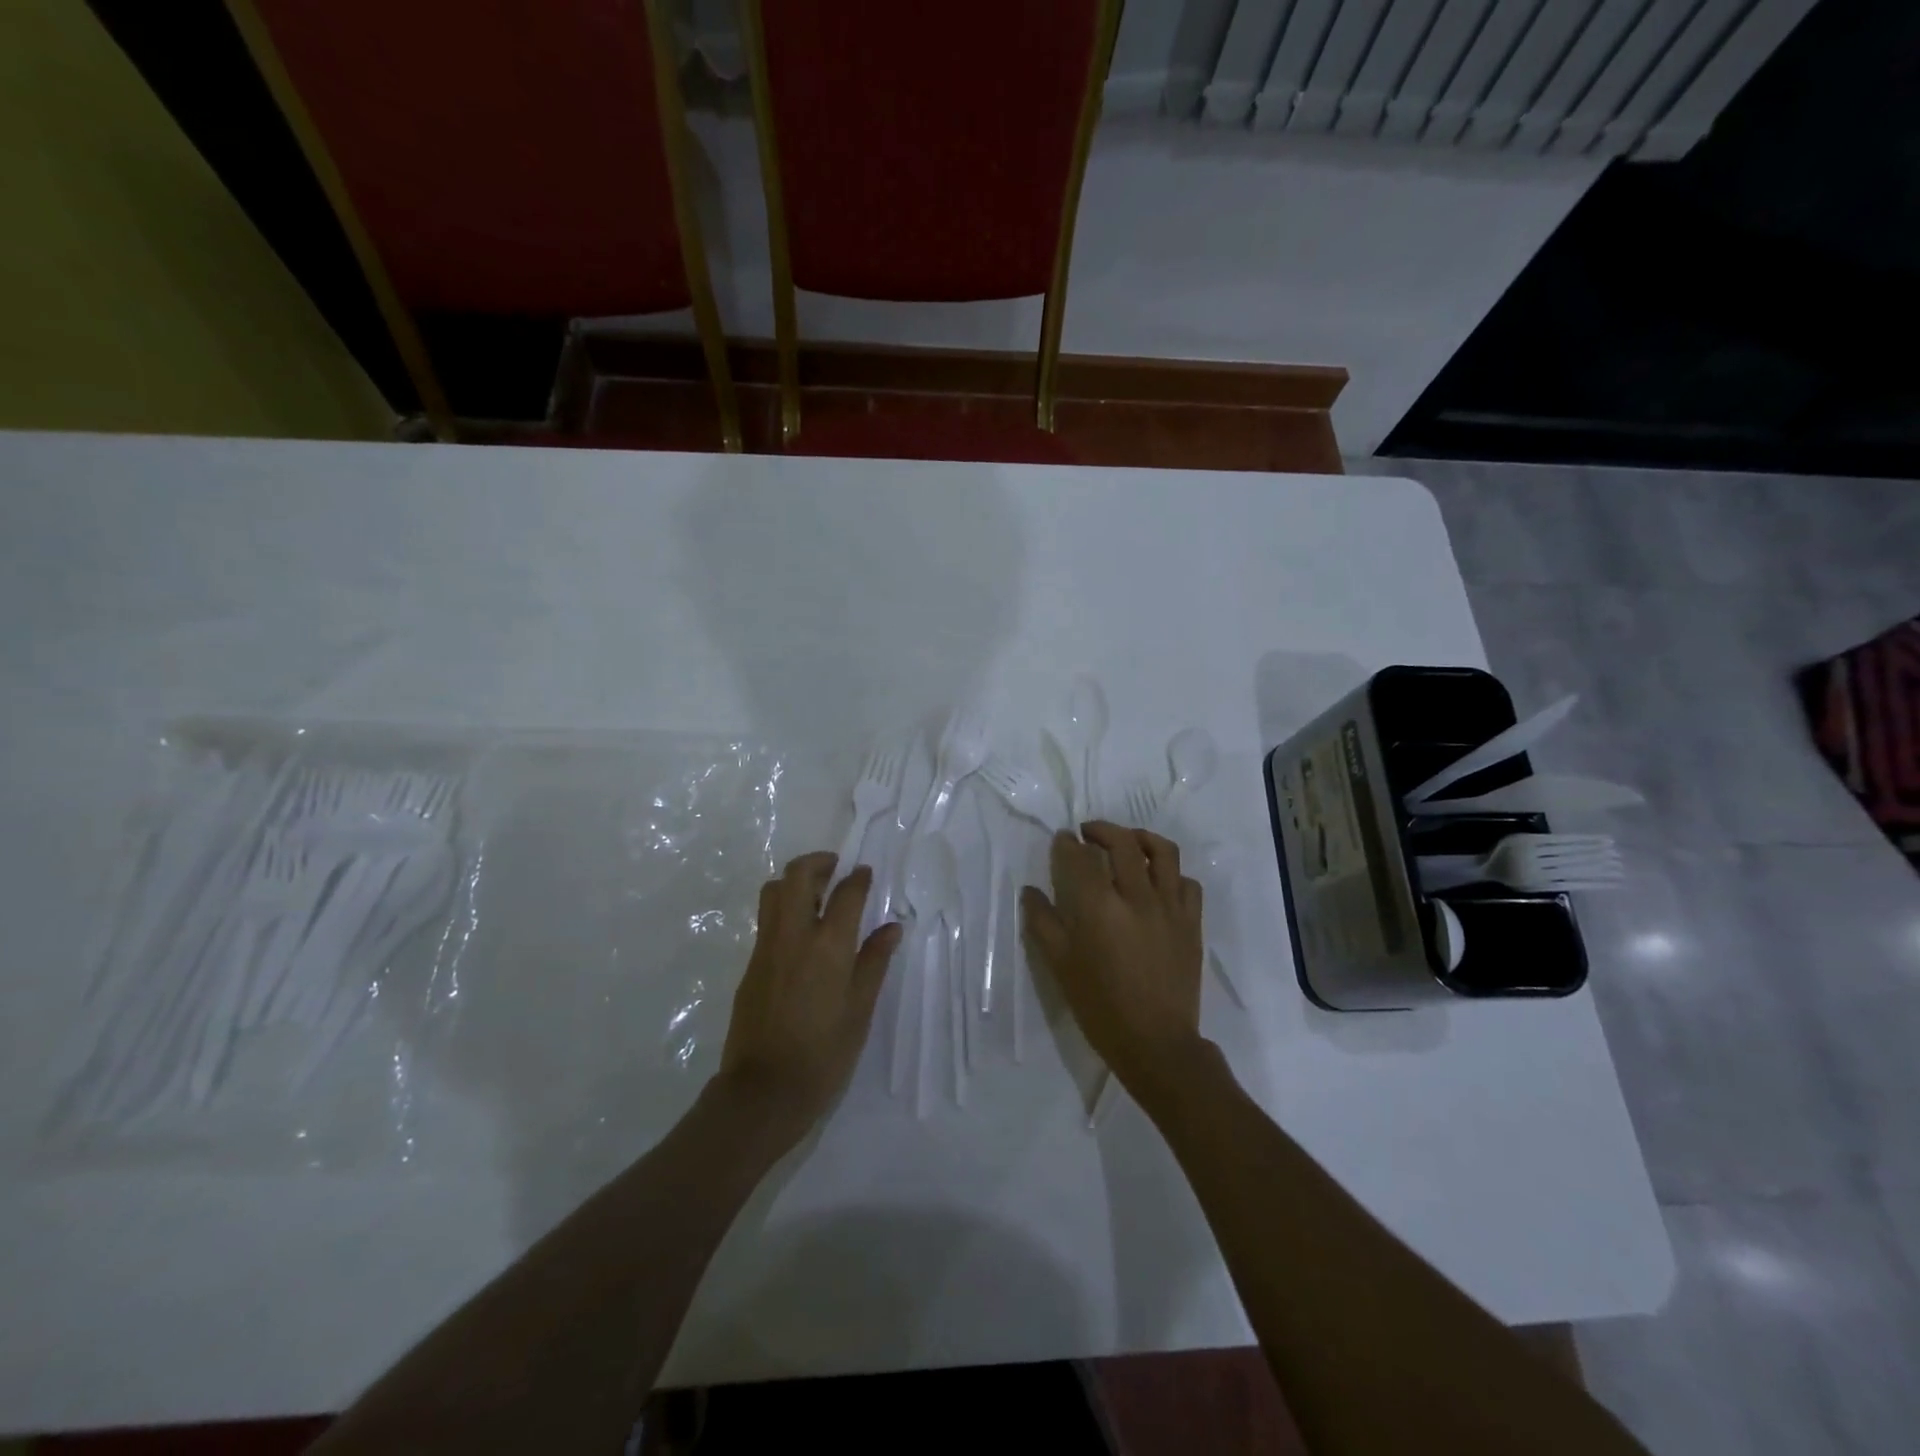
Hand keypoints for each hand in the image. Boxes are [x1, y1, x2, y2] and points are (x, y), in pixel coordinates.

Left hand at [719, 852, 902, 1140]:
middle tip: (836, 870)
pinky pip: (766, 920)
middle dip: (818, 862)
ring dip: (795, 882)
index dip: (859, 878)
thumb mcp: (860, 1009)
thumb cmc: (824, 1053)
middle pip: (798, 875)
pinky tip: (801, 935)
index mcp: (828, 945)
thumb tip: (891, 928)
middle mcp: (793, 936)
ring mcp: (766, 948)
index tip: (866, 873)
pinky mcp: (750, 965)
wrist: (763, 1091)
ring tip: (816, 897)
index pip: (846, 893)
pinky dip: (783, 909)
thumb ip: (874, 962)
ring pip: (773, 891)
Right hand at [1021, 822, 1206, 1095]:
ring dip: (1141, 838)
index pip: (1080, 857)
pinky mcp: (1192, 922)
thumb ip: (1042, 923)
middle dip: (1101, 830)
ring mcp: (1170, 907)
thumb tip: (1030, 891)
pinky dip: (1171, 873)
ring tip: (1128, 842)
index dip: (1067, 843)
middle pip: (1123, 843)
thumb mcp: (1059, 966)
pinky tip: (1158, 882)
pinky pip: (1187, 882)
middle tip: (1088, 833)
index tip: (1062, 840)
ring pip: (1163, 852)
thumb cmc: (1100, 1006)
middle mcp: (1137, 897)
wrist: (1156, 1042)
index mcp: (1099, 908)